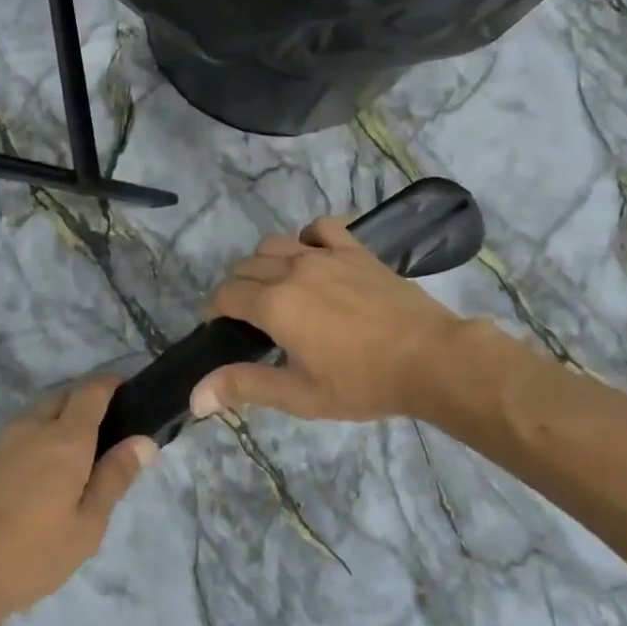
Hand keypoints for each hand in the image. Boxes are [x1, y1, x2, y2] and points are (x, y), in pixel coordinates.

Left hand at [0, 376, 156, 625]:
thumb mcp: (85, 528)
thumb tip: (144, 441)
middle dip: (86, 398)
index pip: (91, 390)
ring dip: (58, 417)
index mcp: (65, 438)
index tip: (127, 390)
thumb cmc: (26, 556)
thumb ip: (114, 479)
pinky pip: (17, 432)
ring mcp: (0, 439)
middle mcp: (32, 426)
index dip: (111, 383)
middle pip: (63, 395)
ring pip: (37, 412)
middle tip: (106, 428)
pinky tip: (37, 472)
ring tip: (74, 453)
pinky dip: (35, 436)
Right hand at [193, 215, 470, 422]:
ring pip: (274, 243)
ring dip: (264, 264)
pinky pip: (320, 228)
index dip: (215, 310)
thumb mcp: (300, 395)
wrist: (431, 359)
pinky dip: (307, 238)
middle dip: (236, 289)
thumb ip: (244, 387)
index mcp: (273, 304)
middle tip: (251, 319)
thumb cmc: (363, 382)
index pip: (225, 294)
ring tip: (277, 289)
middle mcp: (291, 269)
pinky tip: (313, 257)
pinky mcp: (354, 250)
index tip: (222, 329)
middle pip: (245, 267)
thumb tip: (195, 397)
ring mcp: (324, 254)